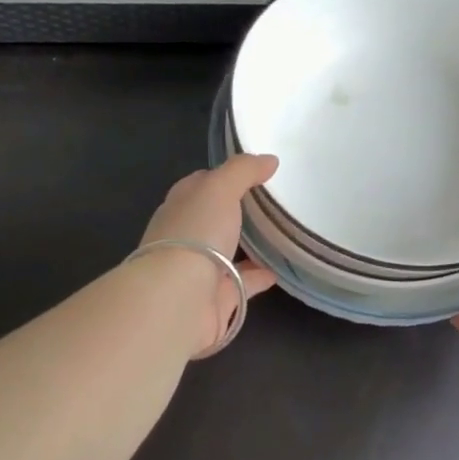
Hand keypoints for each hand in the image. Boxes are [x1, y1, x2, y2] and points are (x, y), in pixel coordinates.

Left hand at [139, 153, 280, 357]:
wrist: (179, 300)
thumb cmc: (195, 234)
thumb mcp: (219, 188)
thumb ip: (243, 171)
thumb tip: (269, 160)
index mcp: (180, 207)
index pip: (200, 185)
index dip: (222, 176)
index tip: (252, 172)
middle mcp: (186, 237)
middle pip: (213, 218)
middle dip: (235, 211)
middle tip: (271, 203)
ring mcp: (199, 270)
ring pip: (226, 252)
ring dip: (247, 245)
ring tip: (279, 234)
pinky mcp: (215, 299)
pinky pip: (241, 284)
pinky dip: (257, 277)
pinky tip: (279, 270)